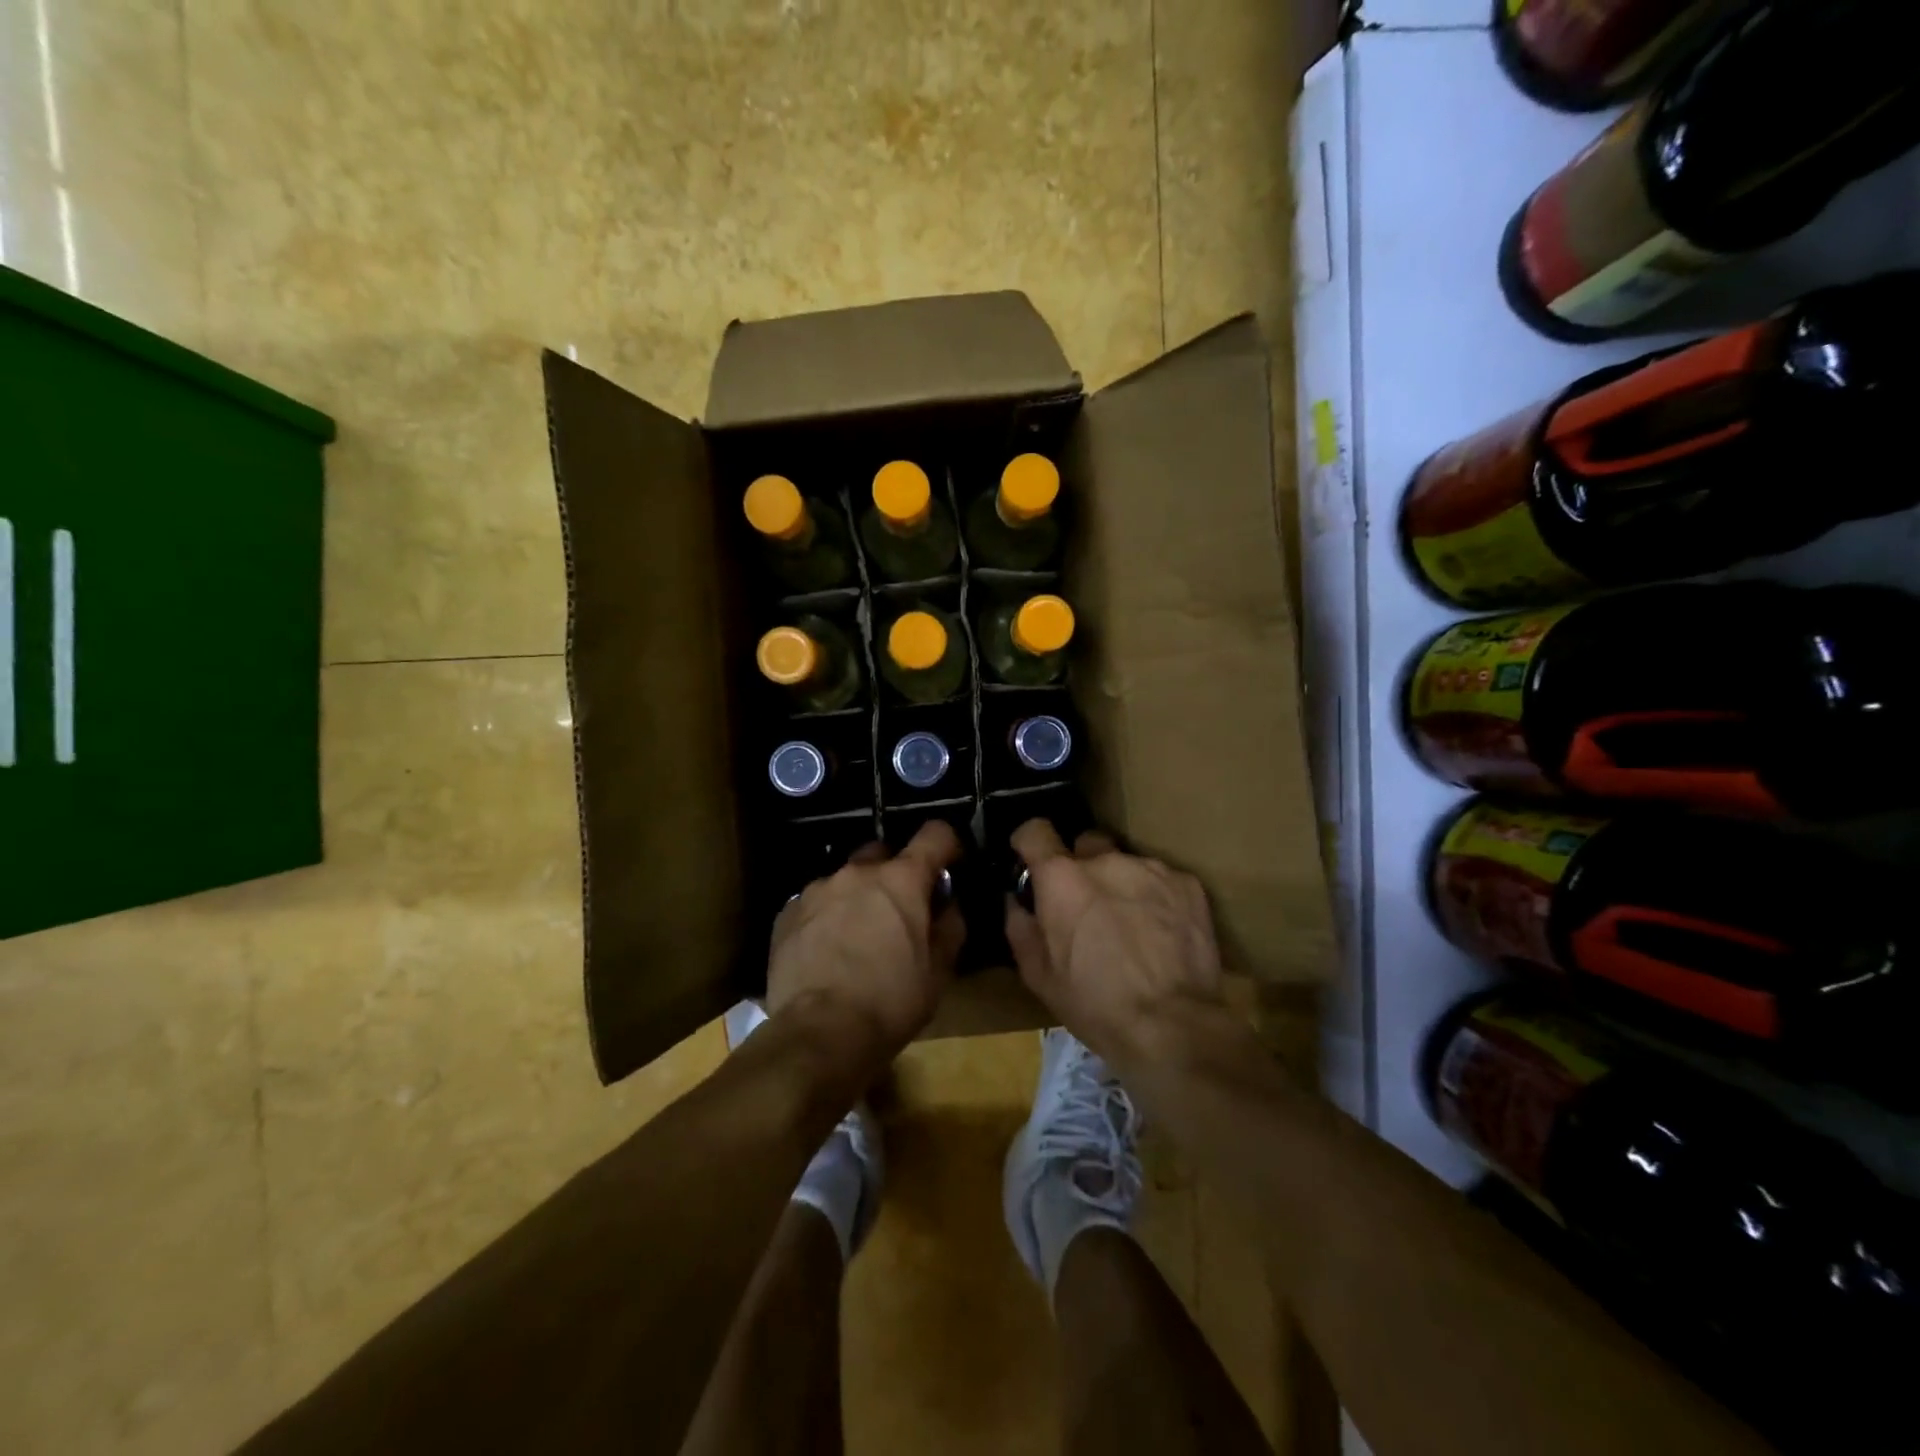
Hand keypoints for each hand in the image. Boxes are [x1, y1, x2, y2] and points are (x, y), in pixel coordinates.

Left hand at [766, 821, 965, 1063]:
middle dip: (896, 872)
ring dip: (858, 896)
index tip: (950, 864)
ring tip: (857, 936)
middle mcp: (858, 872)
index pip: (935, 835)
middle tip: (900, 909)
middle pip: (884, 852)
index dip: (948, 845)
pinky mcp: (787, 912)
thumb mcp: (939, 971)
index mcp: (902, 879)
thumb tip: (947, 904)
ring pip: (846, 878)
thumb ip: (950, 925)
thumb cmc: (891, 1001)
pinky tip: (827, 951)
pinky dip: (828, 916)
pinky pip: (816, 902)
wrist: (819, 1033)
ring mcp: (817, 889)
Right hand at [1005, 819, 1225, 1064]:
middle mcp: (1106, 860)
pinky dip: (1156, 898)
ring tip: (1131, 926)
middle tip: (1087, 905)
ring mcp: (1151, 869)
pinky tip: (1162, 934)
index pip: (1035, 830)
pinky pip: (1162, 880)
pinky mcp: (1188, 885)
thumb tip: (1016, 900)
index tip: (1032, 861)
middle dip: (1082, 867)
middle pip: (1086, 844)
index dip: (1030, 843)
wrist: (1172, 1026)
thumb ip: (1020, 926)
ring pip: (1126, 864)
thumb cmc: (1094, 1003)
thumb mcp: (1038, 974)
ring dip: (1121, 884)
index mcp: (1062, 878)